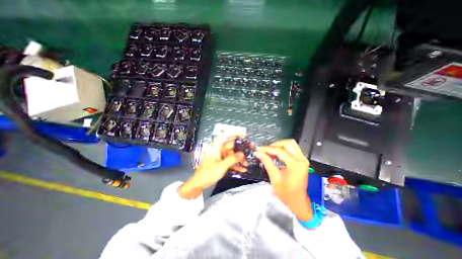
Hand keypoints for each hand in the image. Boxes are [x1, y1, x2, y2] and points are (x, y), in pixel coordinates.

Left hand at [179, 136, 246, 199]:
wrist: (199, 184)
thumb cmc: (208, 173)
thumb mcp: (221, 166)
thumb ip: (232, 159)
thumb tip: (242, 154)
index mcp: (216, 148)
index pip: (225, 137)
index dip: (233, 134)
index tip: (242, 135)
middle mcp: (218, 150)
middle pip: (231, 147)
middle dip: (240, 150)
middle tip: (249, 152)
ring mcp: (220, 157)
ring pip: (232, 155)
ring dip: (239, 159)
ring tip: (247, 164)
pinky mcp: (221, 163)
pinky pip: (230, 162)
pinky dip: (235, 165)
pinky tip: (242, 169)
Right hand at [252, 140, 313, 220]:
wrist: (298, 201)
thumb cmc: (286, 193)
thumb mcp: (274, 177)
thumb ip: (267, 162)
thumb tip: (258, 153)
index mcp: (295, 165)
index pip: (280, 151)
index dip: (267, 149)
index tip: (259, 149)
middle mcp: (301, 160)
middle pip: (287, 143)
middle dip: (274, 145)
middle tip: (265, 150)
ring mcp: (303, 159)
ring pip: (291, 144)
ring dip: (280, 145)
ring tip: (270, 150)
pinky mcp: (302, 160)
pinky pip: (293, 148)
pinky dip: (284, 148)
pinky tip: (276, 153)